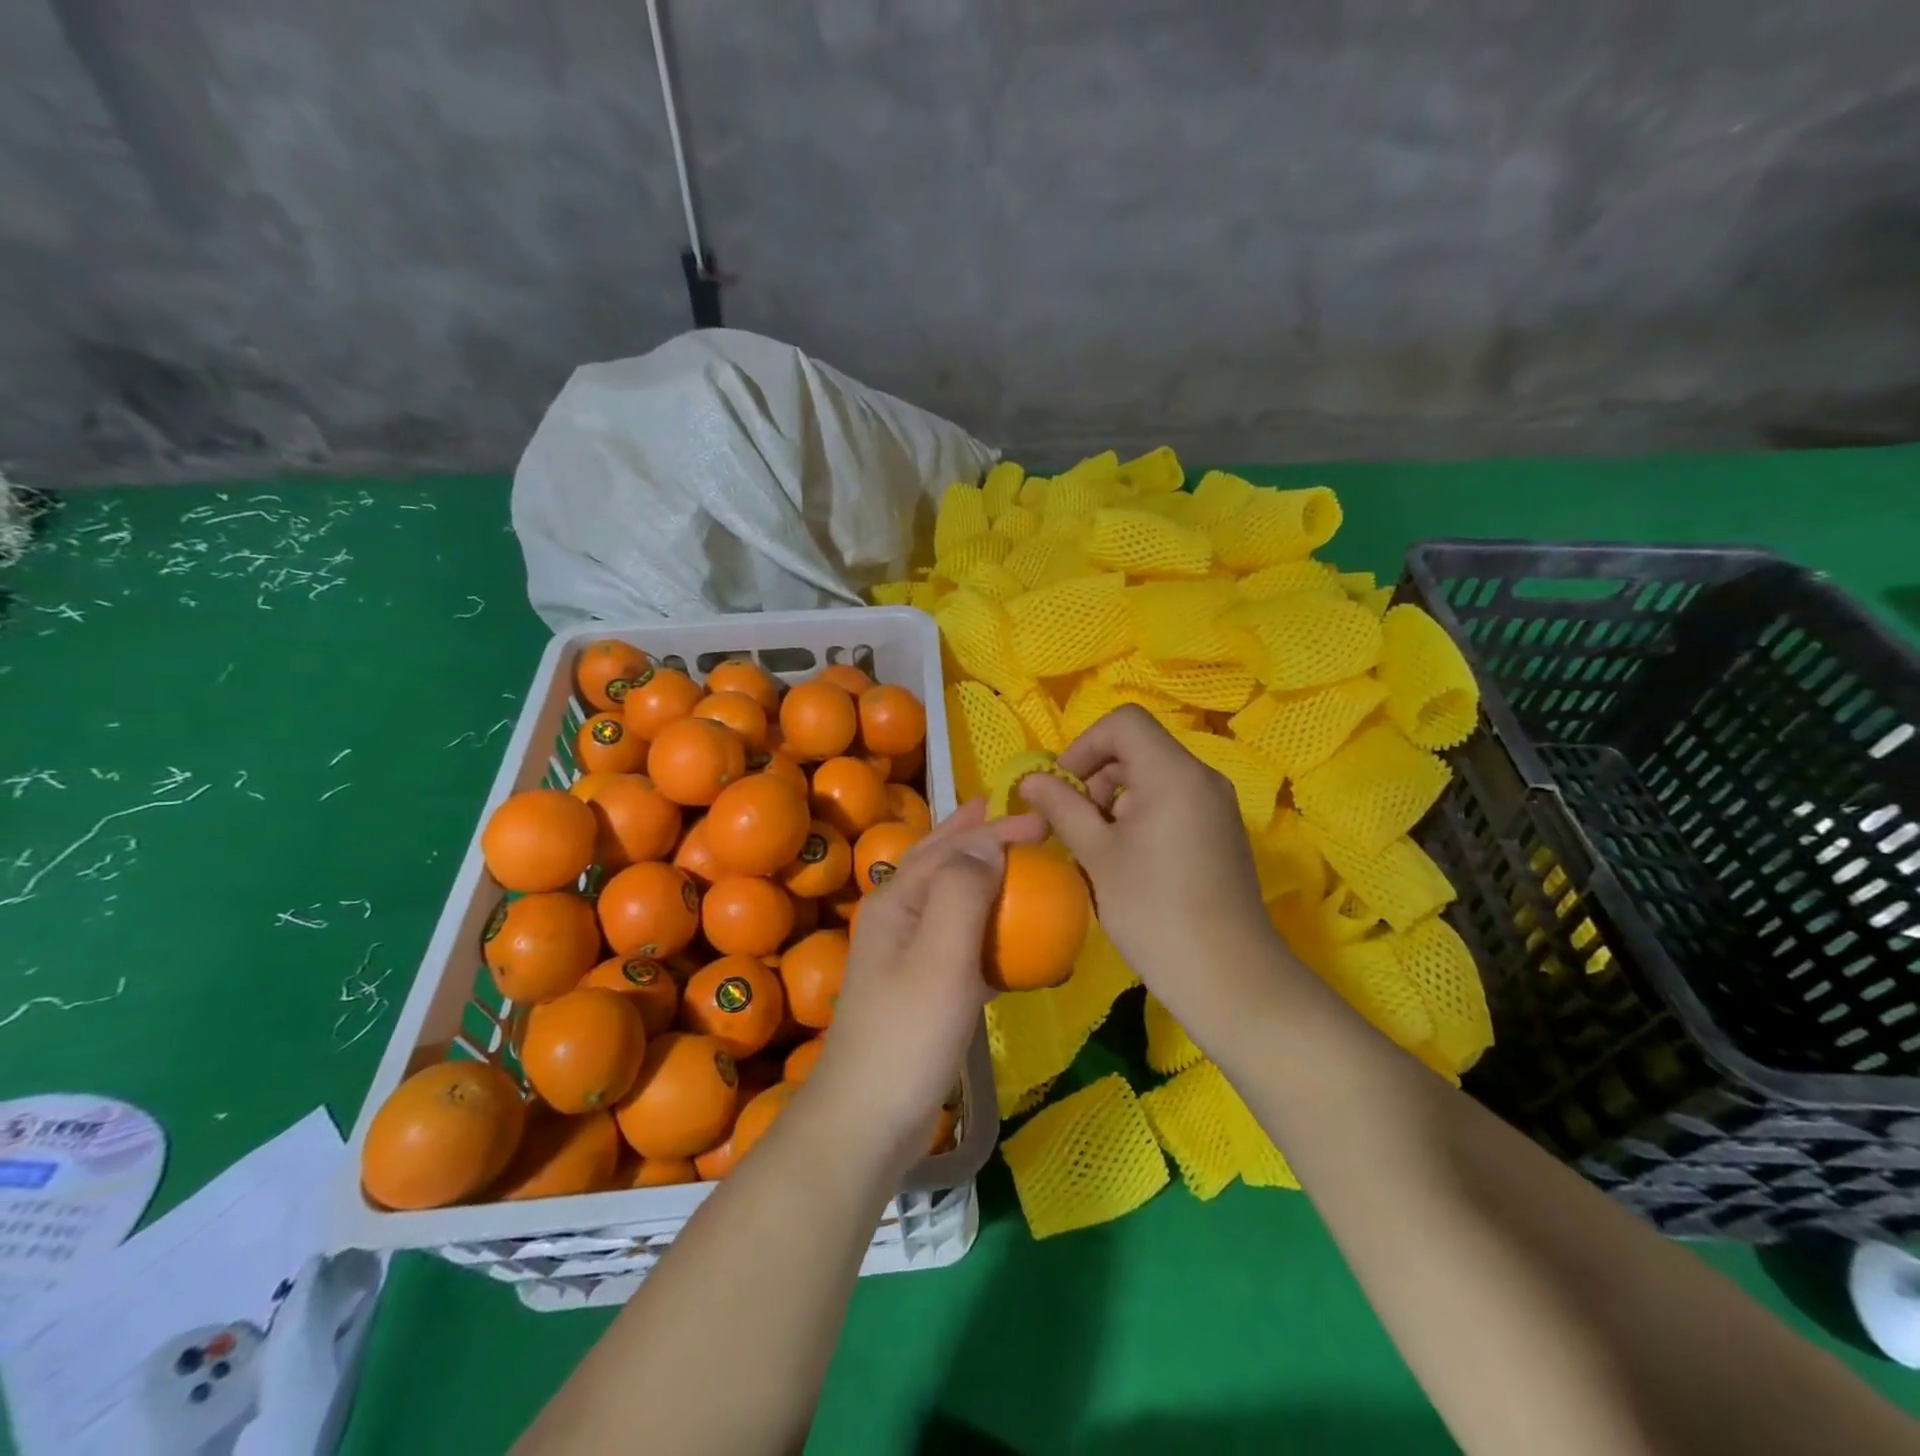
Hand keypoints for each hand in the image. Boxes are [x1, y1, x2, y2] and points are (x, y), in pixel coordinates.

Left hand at [803, 800, 1044, 1172]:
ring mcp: (906, 955)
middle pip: (937, 862)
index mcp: (897, 901)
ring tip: (1009, 861)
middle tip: (1009, 815)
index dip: (994, 829)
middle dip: (972, 835)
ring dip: (979, 875)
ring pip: (948, 899)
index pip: (950, 847)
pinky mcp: (922, 989)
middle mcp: (897, 918)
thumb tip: (987, 843)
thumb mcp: (941, 956)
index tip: (1040, 821)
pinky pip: (960, 942)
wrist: (867, 1119)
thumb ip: (963, 892)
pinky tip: (1009, 940)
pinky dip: (986, 929)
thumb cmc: (908, 1032)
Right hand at [1017, 707, 1297, 1048]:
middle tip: (1076, 824)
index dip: (1085, 745)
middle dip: (1098, 775)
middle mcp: (1202, 777)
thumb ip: (1062, 808)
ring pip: (1155, 776)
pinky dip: (1142, 814)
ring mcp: (1217, 805)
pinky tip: (1129, 861)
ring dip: (1116, 798)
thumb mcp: (1097, 855)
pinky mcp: (1221, 832)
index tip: (1065, 788)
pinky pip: (1173, 801)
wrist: (1229, 976)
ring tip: (1099, 847)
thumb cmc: (1154, 910)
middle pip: (1139, 747)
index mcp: (1173, 773)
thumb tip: (1030, 780)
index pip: (1124, 722)